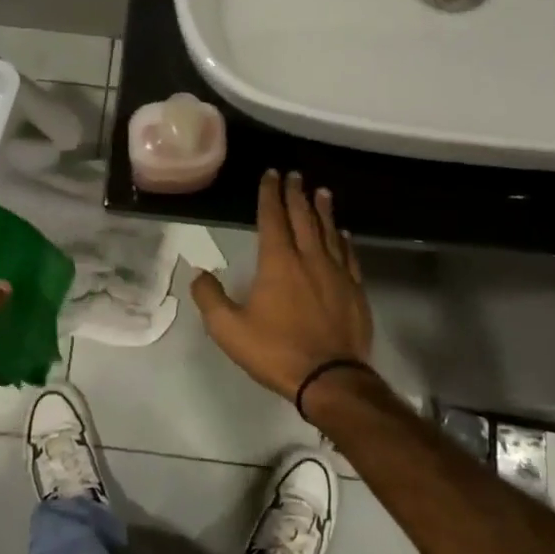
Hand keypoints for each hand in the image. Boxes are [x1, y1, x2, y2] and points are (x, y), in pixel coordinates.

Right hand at [190, 170, 371, 400]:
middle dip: (296, 194)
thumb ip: (210, 298)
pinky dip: (344, 239)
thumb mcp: (229, 330)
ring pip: (329, 231)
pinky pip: (349, 255)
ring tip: (321, 192)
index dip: (270, 194)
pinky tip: (344, 233)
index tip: (271, 174)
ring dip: (323, 210)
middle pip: (303, 217)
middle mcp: (309, 258)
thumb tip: (199, 273)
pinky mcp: (355, 290)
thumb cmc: (276, 352)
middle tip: (295, 175)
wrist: (331, 379)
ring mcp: (337, 273)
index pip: (273, 218)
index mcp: (278, 262)